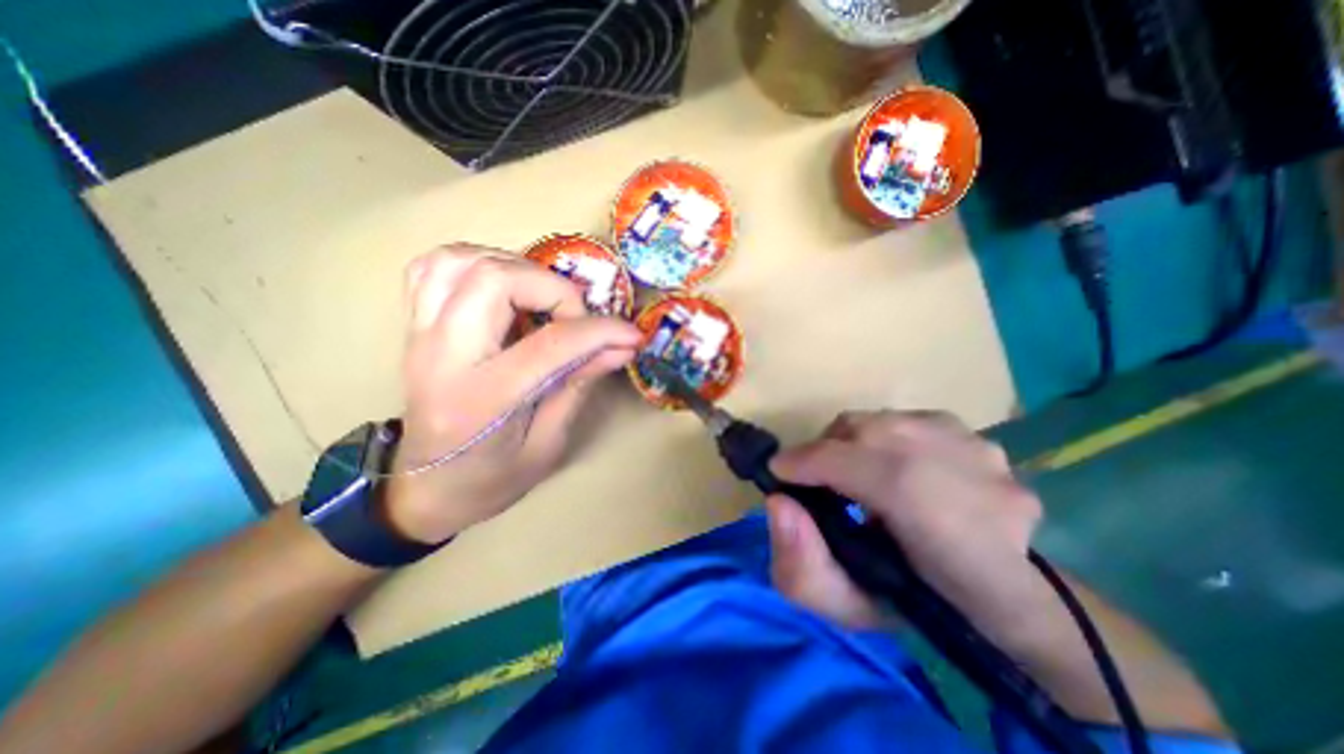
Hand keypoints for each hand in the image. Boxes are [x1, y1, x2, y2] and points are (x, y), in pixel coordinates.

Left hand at [383, 246, 644, 545]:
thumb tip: (621, 347)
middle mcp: (442, 355)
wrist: (425, 489)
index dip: (600, 331)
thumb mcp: (547, 444)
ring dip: (514, 267)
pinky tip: (503, 287)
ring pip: (460, 260)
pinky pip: (434, 267)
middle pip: (495, 280)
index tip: (629, 334)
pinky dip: (476, 262)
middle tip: (577, 317)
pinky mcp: (414, 326)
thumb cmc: (489, 480)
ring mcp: (420, 335)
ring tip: (542, 297)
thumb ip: (580, 385)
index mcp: (482, 399)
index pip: (550, 344)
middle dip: (553, 288)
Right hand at [767, 412, 1035, 630]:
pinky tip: (900, 471)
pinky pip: (913, 422)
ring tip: (859, 475)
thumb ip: (801, 565)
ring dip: (857, 443)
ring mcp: (976, 444)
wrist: (1016, 605)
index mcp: (927, 511)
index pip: (845, 461)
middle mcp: (956, 462)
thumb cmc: (927, 610)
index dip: (801, 462)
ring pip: (884, 420)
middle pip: (860, 429)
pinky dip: (891, 441)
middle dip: (826, 451)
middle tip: (819, 479)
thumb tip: (778, 503)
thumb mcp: (849, 608)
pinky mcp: (983, 437)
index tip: (778, 473)